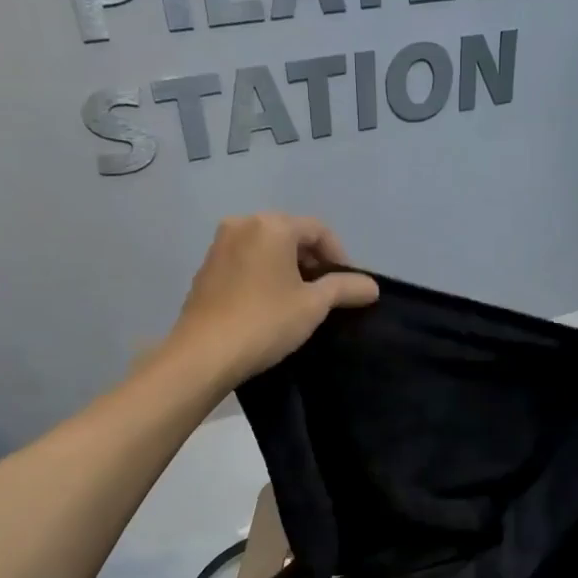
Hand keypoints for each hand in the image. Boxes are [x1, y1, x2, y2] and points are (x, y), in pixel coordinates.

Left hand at [164, 213, 378, 387]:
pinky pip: (246, 261)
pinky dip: (264, 274)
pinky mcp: (206, 268)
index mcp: (271, 225)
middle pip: (291, 235)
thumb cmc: (265, 322)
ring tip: (300, 301)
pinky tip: (270, 304)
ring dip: (289, 269)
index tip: (348, 287)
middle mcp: (243, 224)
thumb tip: (373, 286)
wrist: (204, 353)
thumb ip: (345, 288)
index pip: (318, 230)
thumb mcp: (313, 305)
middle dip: (313, 261)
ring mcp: (220, 245)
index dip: (339, 257)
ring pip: (267, 248)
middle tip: (326, 294)